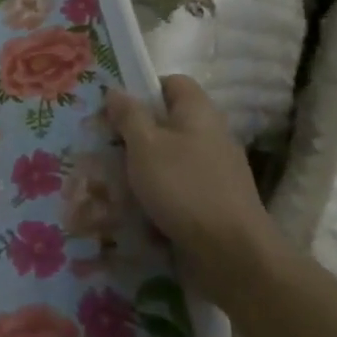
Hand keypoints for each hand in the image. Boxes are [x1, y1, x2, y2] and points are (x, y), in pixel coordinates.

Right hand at [106, 75, 278, 309]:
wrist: (232, 253)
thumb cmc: (183, 188)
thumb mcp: (145, 146)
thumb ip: (128, 115)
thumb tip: (115, 91)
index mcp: (198, 112)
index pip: (172, 83)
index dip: (143, 88)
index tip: (115, 108)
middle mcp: (211, 134)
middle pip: (169, 121)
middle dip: (136, 131)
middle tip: (104, 143)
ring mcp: (216, 169)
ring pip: (171, 155)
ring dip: (144, 164)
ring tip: (112, 177)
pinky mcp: (214, 200)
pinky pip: (179, 184)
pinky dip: (158, 191)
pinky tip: (137, 205)